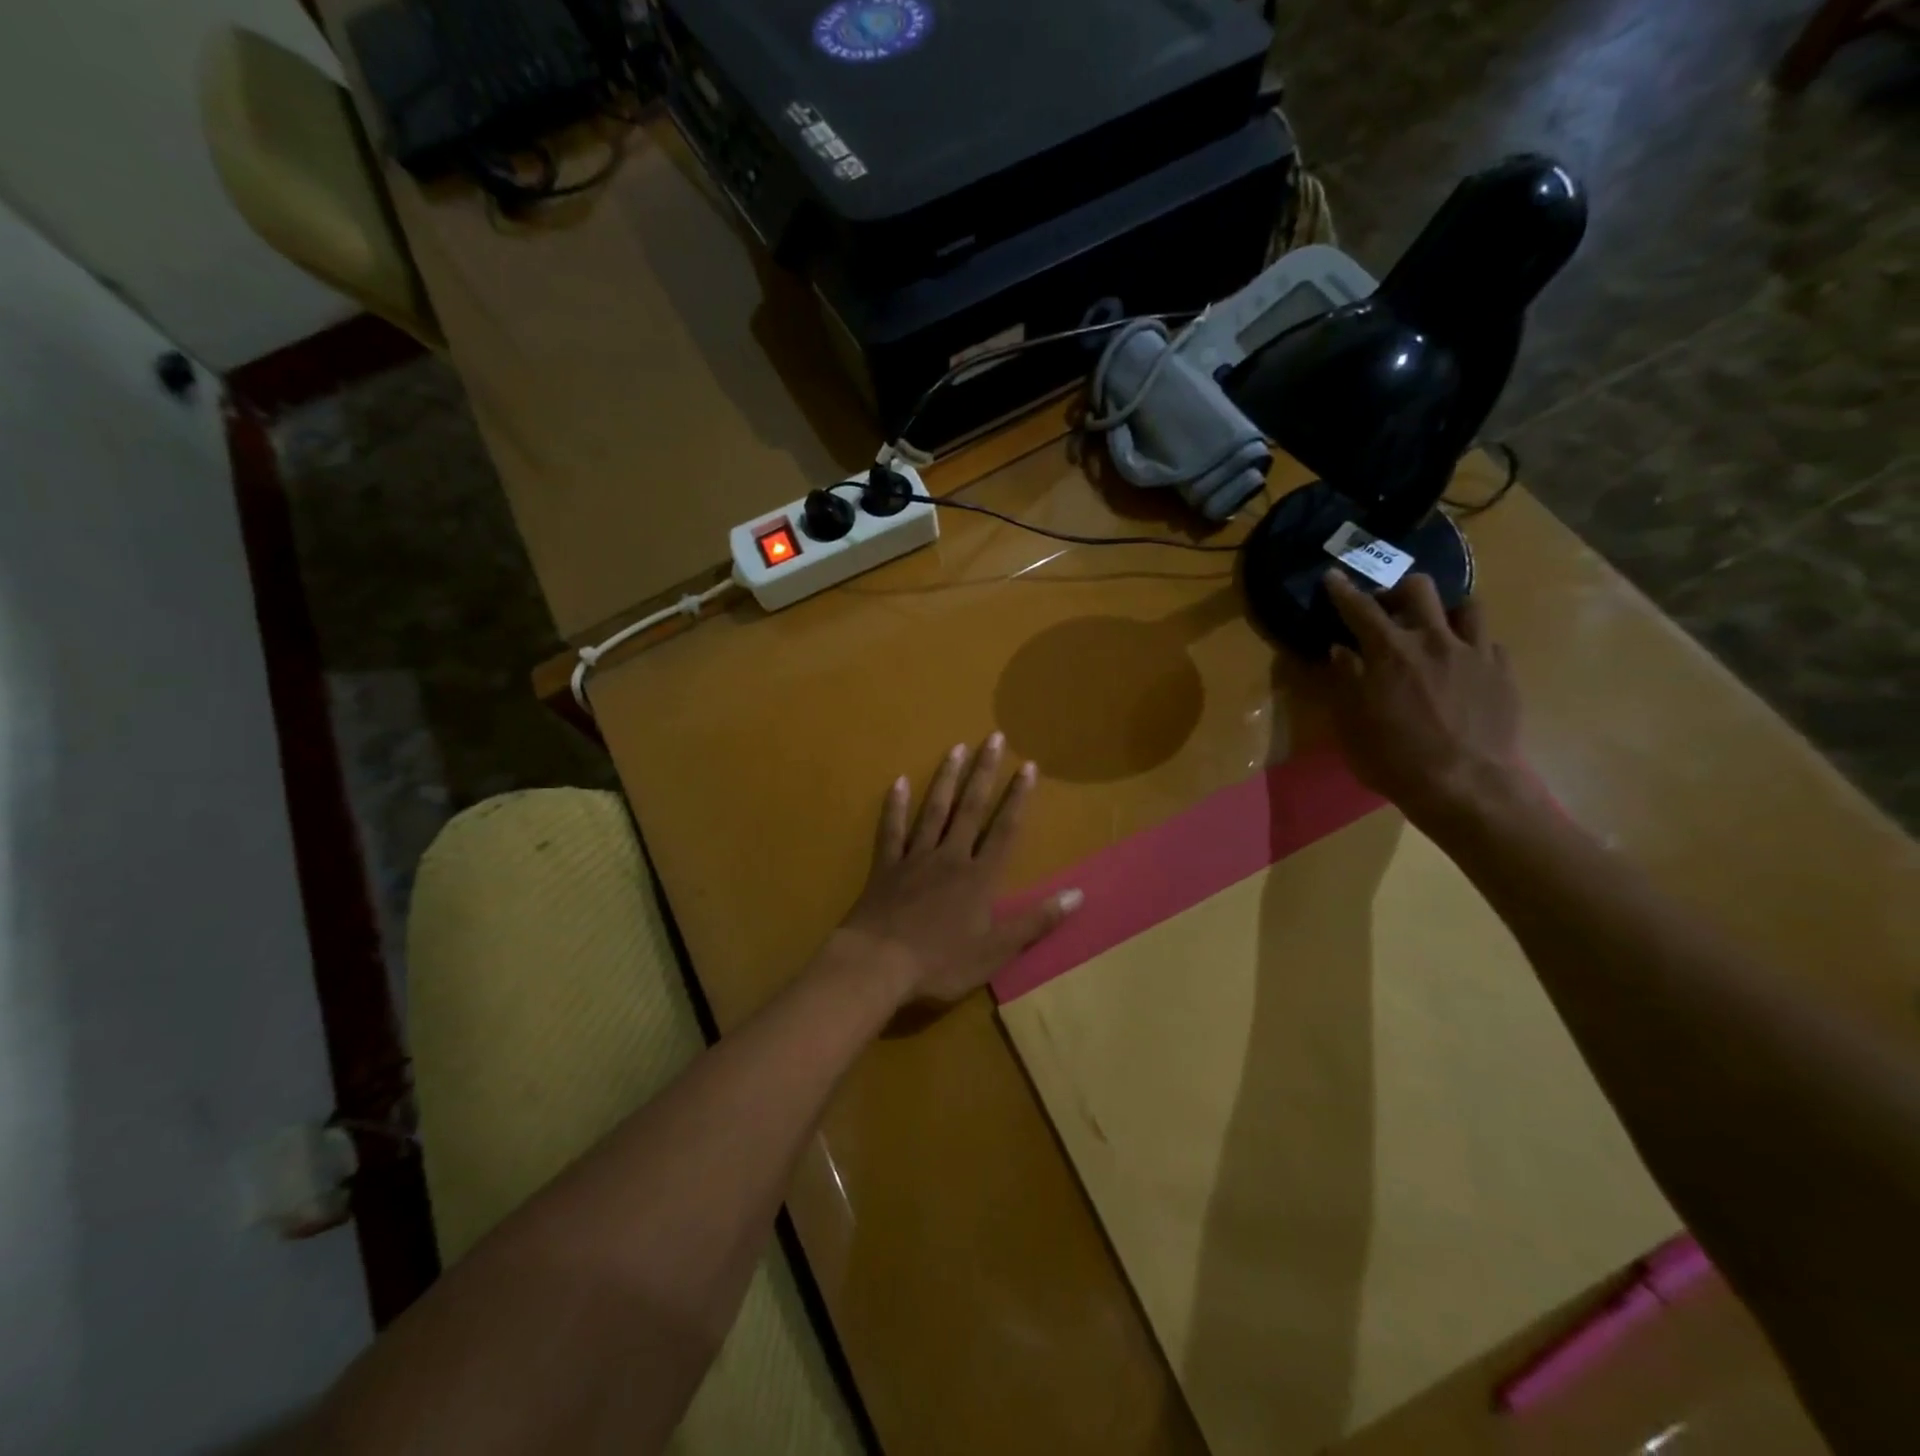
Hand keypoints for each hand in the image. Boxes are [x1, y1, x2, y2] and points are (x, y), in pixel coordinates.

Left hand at [837, 734, 1082, 1007]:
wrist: (878, 964)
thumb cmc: (941, 962)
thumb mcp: (996, 950)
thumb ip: (1035, 921)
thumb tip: (1077, 895)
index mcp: (979, 877)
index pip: (1004, 830)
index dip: (1018, 798)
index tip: (1028, 766)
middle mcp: (950, 857)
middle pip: (971, 809)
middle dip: (984, 773)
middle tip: (993, 738)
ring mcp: (915, 858)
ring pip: (933, 810)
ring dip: (946, 779)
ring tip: (956, 748)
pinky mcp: (886, 867)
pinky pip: (891, 830)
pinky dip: (894, 806)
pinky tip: (897, 782)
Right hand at [1321, 571, 1524, 820]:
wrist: (1466, 785)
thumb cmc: (1395, 758)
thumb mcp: (1352, 724)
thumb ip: (1345, 681)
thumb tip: (1341, 651)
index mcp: (1389, 652)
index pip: (1359, 609)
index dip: (1342, 590)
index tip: (1332, 576)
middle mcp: (1433, 640)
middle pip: (1418, 589)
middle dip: (1398, 590)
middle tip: (1389, 609)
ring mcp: (1474, 653)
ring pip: (1466, 606)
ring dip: (1444, 612)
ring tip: (1435, 630)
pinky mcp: (1502, 673)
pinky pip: (1488, 642)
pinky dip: (1471, 645)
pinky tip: (1463, 665)